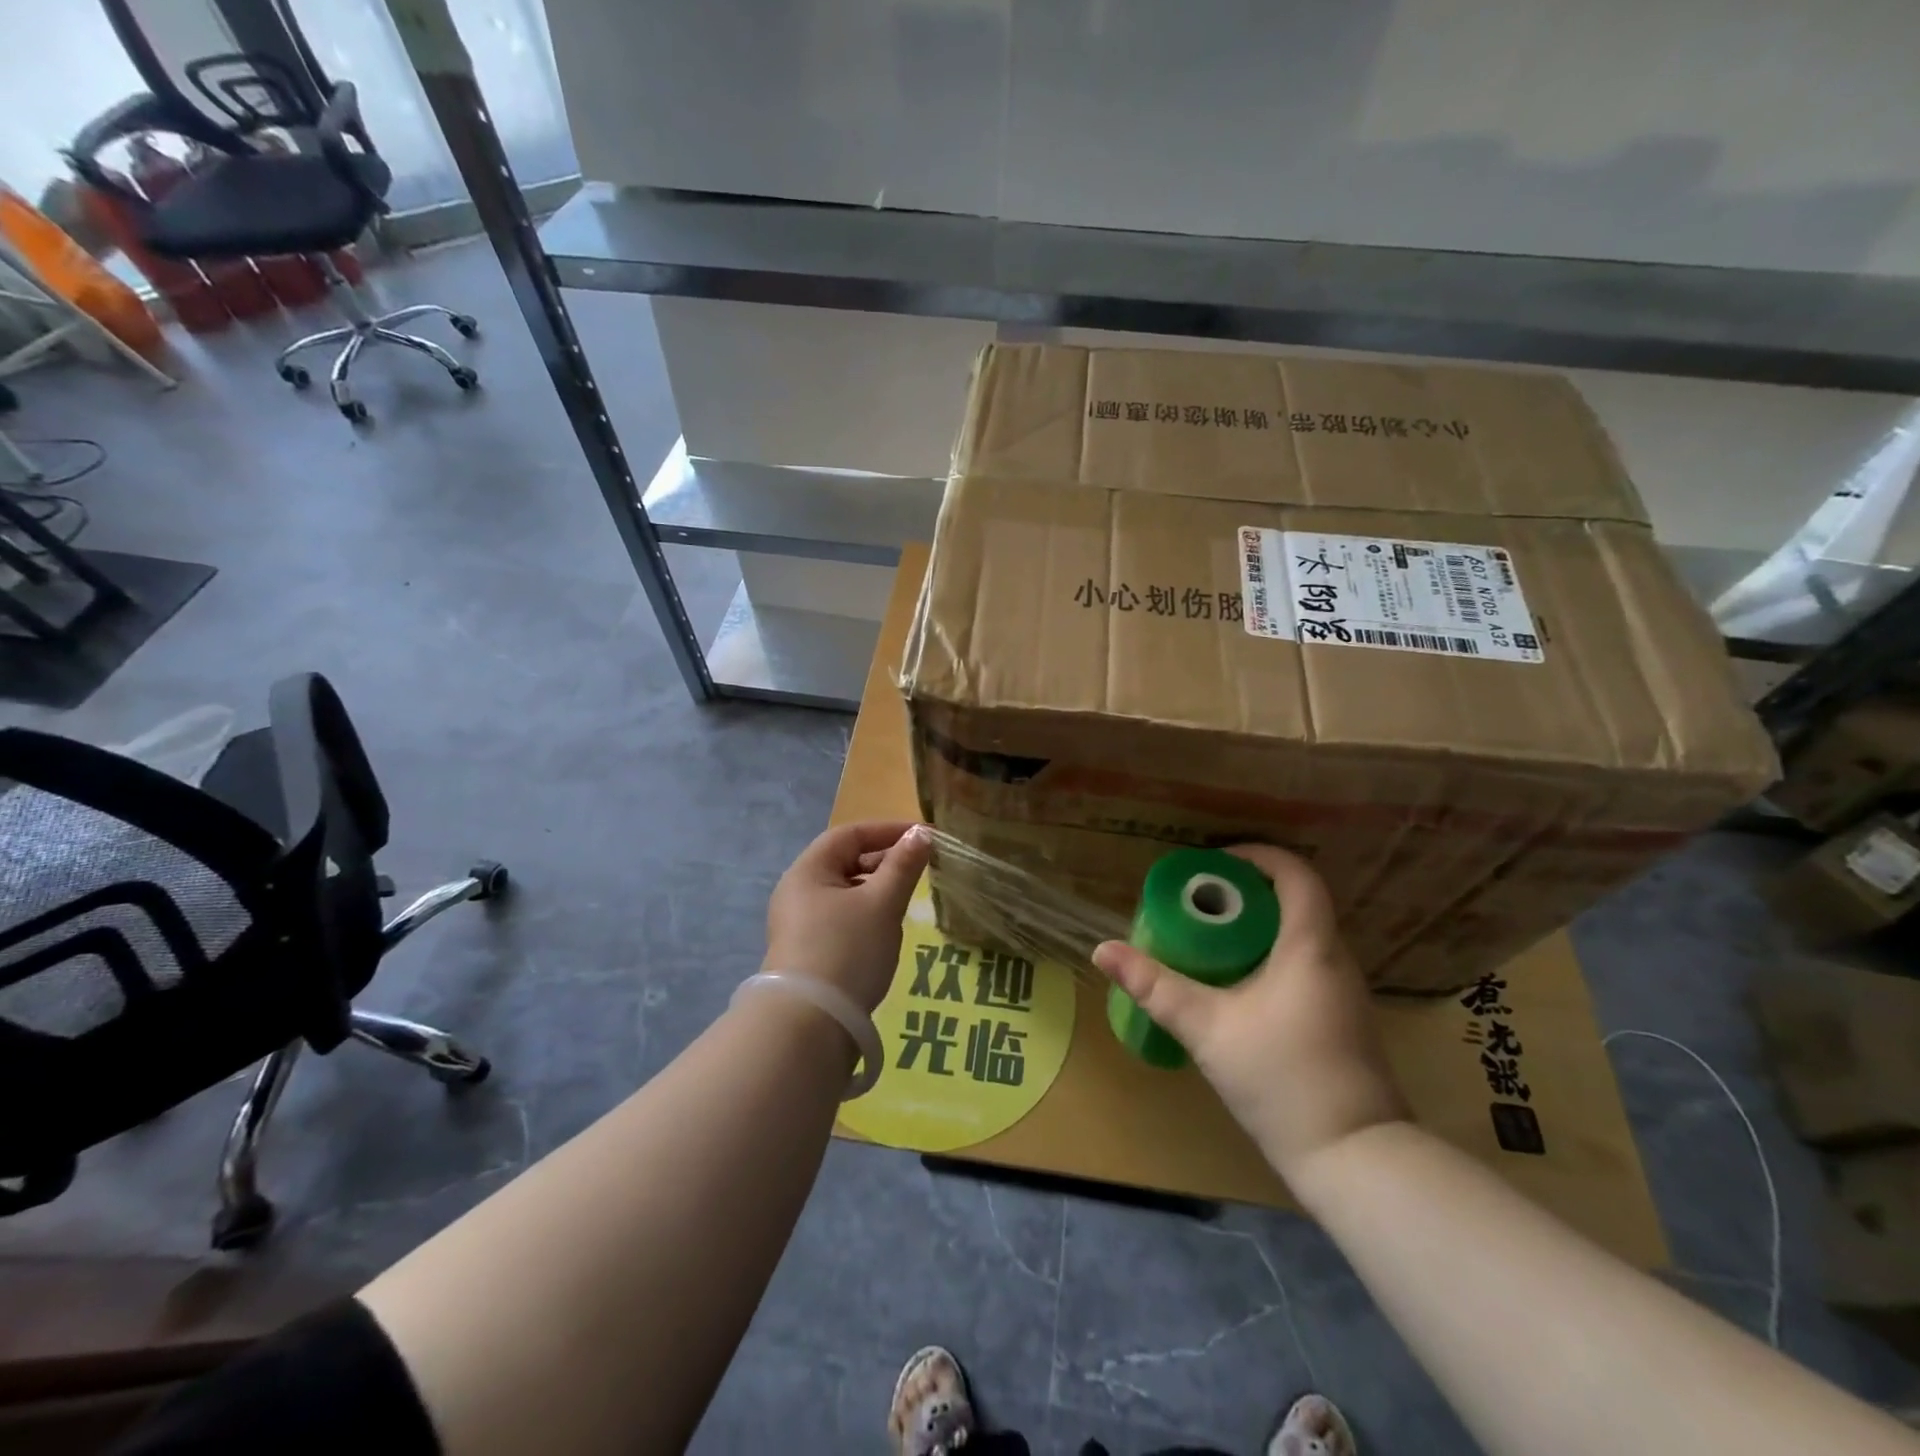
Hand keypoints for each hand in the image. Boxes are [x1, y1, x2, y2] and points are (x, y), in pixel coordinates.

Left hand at [765, 822, 931, 1012]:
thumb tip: (920, 834)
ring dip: (875, 888)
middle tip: (919, 868)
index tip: (924, 836)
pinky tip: (884, 930)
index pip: (850, 834)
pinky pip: (839, 917)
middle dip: (883, 860)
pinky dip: (864, 913)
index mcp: (808, 870)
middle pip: (844, 861)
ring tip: (905, 899)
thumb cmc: (848, 950)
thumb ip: (903, 866)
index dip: (888, 830)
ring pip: (843, 891)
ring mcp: (797, 923)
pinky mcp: (805, 951)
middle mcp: (796, 891)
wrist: (809, 1026)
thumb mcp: (882, 904)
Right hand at [1091, 844, 1409, 1181]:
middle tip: (1197, 903)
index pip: (1296, 874)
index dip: (1257, 856)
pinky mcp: (1341, 1018)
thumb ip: (1154, 986)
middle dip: (1245, 892)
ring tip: (1207, 938)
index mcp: (1310, 947)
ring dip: (1256, 925)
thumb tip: (1102, 949)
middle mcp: (1334, 959)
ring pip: (1299, 934)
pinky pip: (1304, 963)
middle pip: (1295, 900)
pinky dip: (1269, 954)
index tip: (1212, 865)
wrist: (1355, 1159)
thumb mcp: (1206, 1028)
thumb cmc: (1282, 1079)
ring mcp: (1344, 991)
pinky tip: (1236, 982)